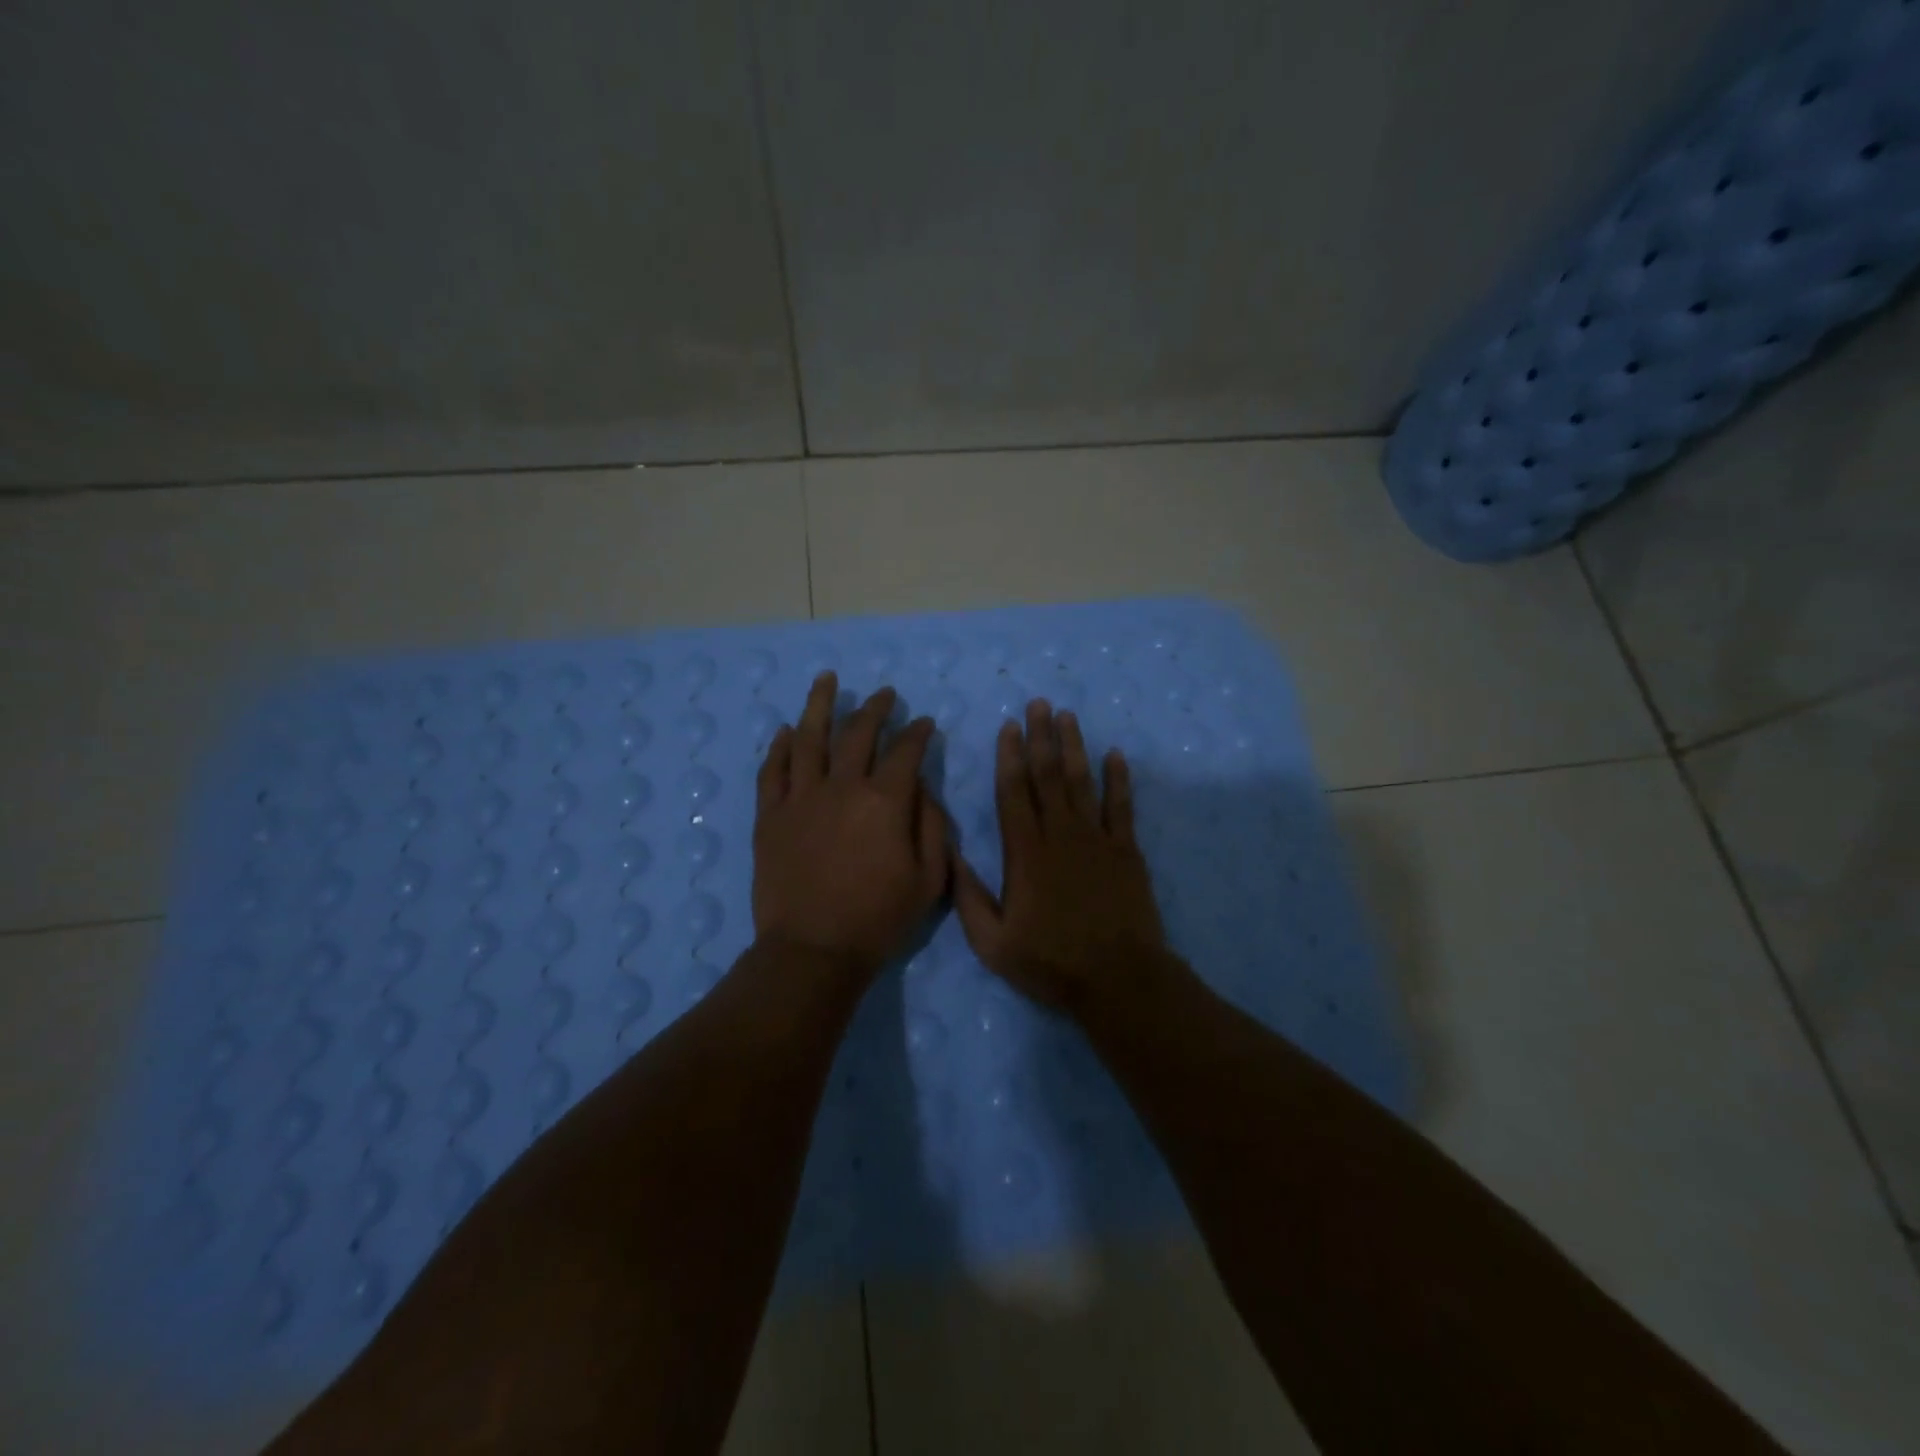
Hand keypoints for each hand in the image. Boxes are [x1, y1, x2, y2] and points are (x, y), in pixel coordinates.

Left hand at [753, 672, 948, 977]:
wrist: (813, 951)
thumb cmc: (879, 919)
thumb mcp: (929, 880)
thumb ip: (933, 827)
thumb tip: (923, 790)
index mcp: (884, 802)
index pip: (905, 752)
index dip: (918, 733)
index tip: (924, 723)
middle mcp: (842, 788)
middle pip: (858, 734)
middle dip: (875, 709)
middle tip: (884, 694)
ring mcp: (800, 798)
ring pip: (809, 738)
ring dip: (819, 705)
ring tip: (826, 679)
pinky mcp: (770, 816)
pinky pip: (773, 771)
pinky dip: (780, 747)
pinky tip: (787, 731)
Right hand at [954, 700, 1173, 1017]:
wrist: (1118, 980)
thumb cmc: (1051, 963)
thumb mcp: (992, 943)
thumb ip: (968, 897)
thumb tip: (949, 852)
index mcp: (1025, 854)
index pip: (1014, 793)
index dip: (1010, 757)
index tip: (1009, 727)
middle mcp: (1060, 835)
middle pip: (1048, 776)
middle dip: (1041, 737)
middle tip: (1039, 703)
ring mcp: (1097, 840)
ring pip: (1082, 782)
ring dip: (1074, 747)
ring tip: (1068, 716)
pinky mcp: (1126, 851)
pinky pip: (1122, 806)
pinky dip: (1119, 779)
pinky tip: (1115, 755)